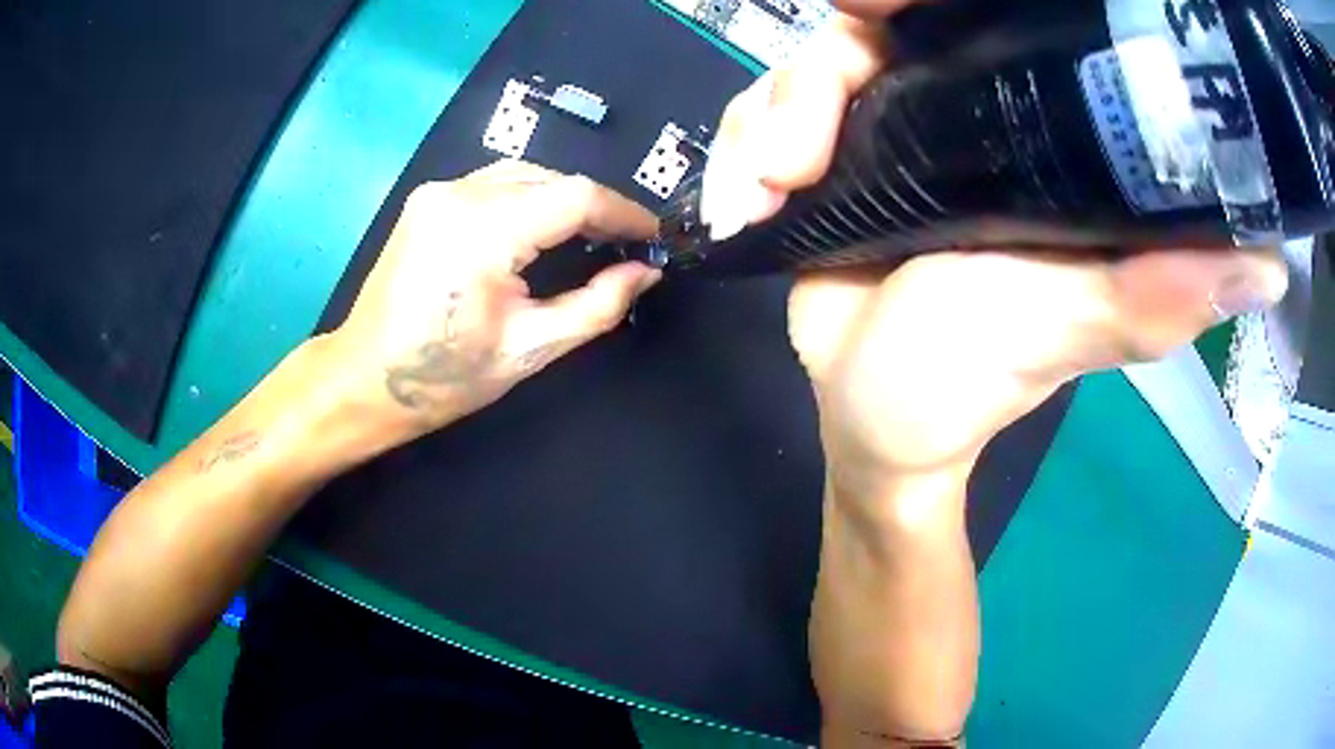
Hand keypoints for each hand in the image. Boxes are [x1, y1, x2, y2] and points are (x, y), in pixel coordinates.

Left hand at [329, 161, 660, 440]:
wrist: (364, 379)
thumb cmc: (444, 377)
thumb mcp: (529, 349)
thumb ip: (597, 306)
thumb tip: (646, 272)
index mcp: (483, 232)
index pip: (576, 196)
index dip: (625, 212)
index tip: (654, 236)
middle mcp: (459, 195)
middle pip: (552, 178)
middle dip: (597, 208)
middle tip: (626, 245)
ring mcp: (438, 191)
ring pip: (525, 174)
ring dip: (564, 199)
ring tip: (591, 237)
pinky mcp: (428, 199)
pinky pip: (496, 183)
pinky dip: (531, 198)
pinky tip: (542, 228)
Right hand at [704, 3, 1288, 497]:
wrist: (872, 421)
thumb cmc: (971, 384)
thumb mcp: (1069, 331)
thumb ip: (1154, 295)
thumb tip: (1266, 265)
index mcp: (1029, 135)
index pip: (988, 24)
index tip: (876, 6)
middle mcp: (962, 114)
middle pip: (878, 30)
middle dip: (824, 69)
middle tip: (799, 147)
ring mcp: (886, 130)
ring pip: (807, 67)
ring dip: (769, 120)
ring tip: (766, 193)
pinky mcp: (828, 159)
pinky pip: (765, 113)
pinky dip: (742, 147)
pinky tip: (746, 203)